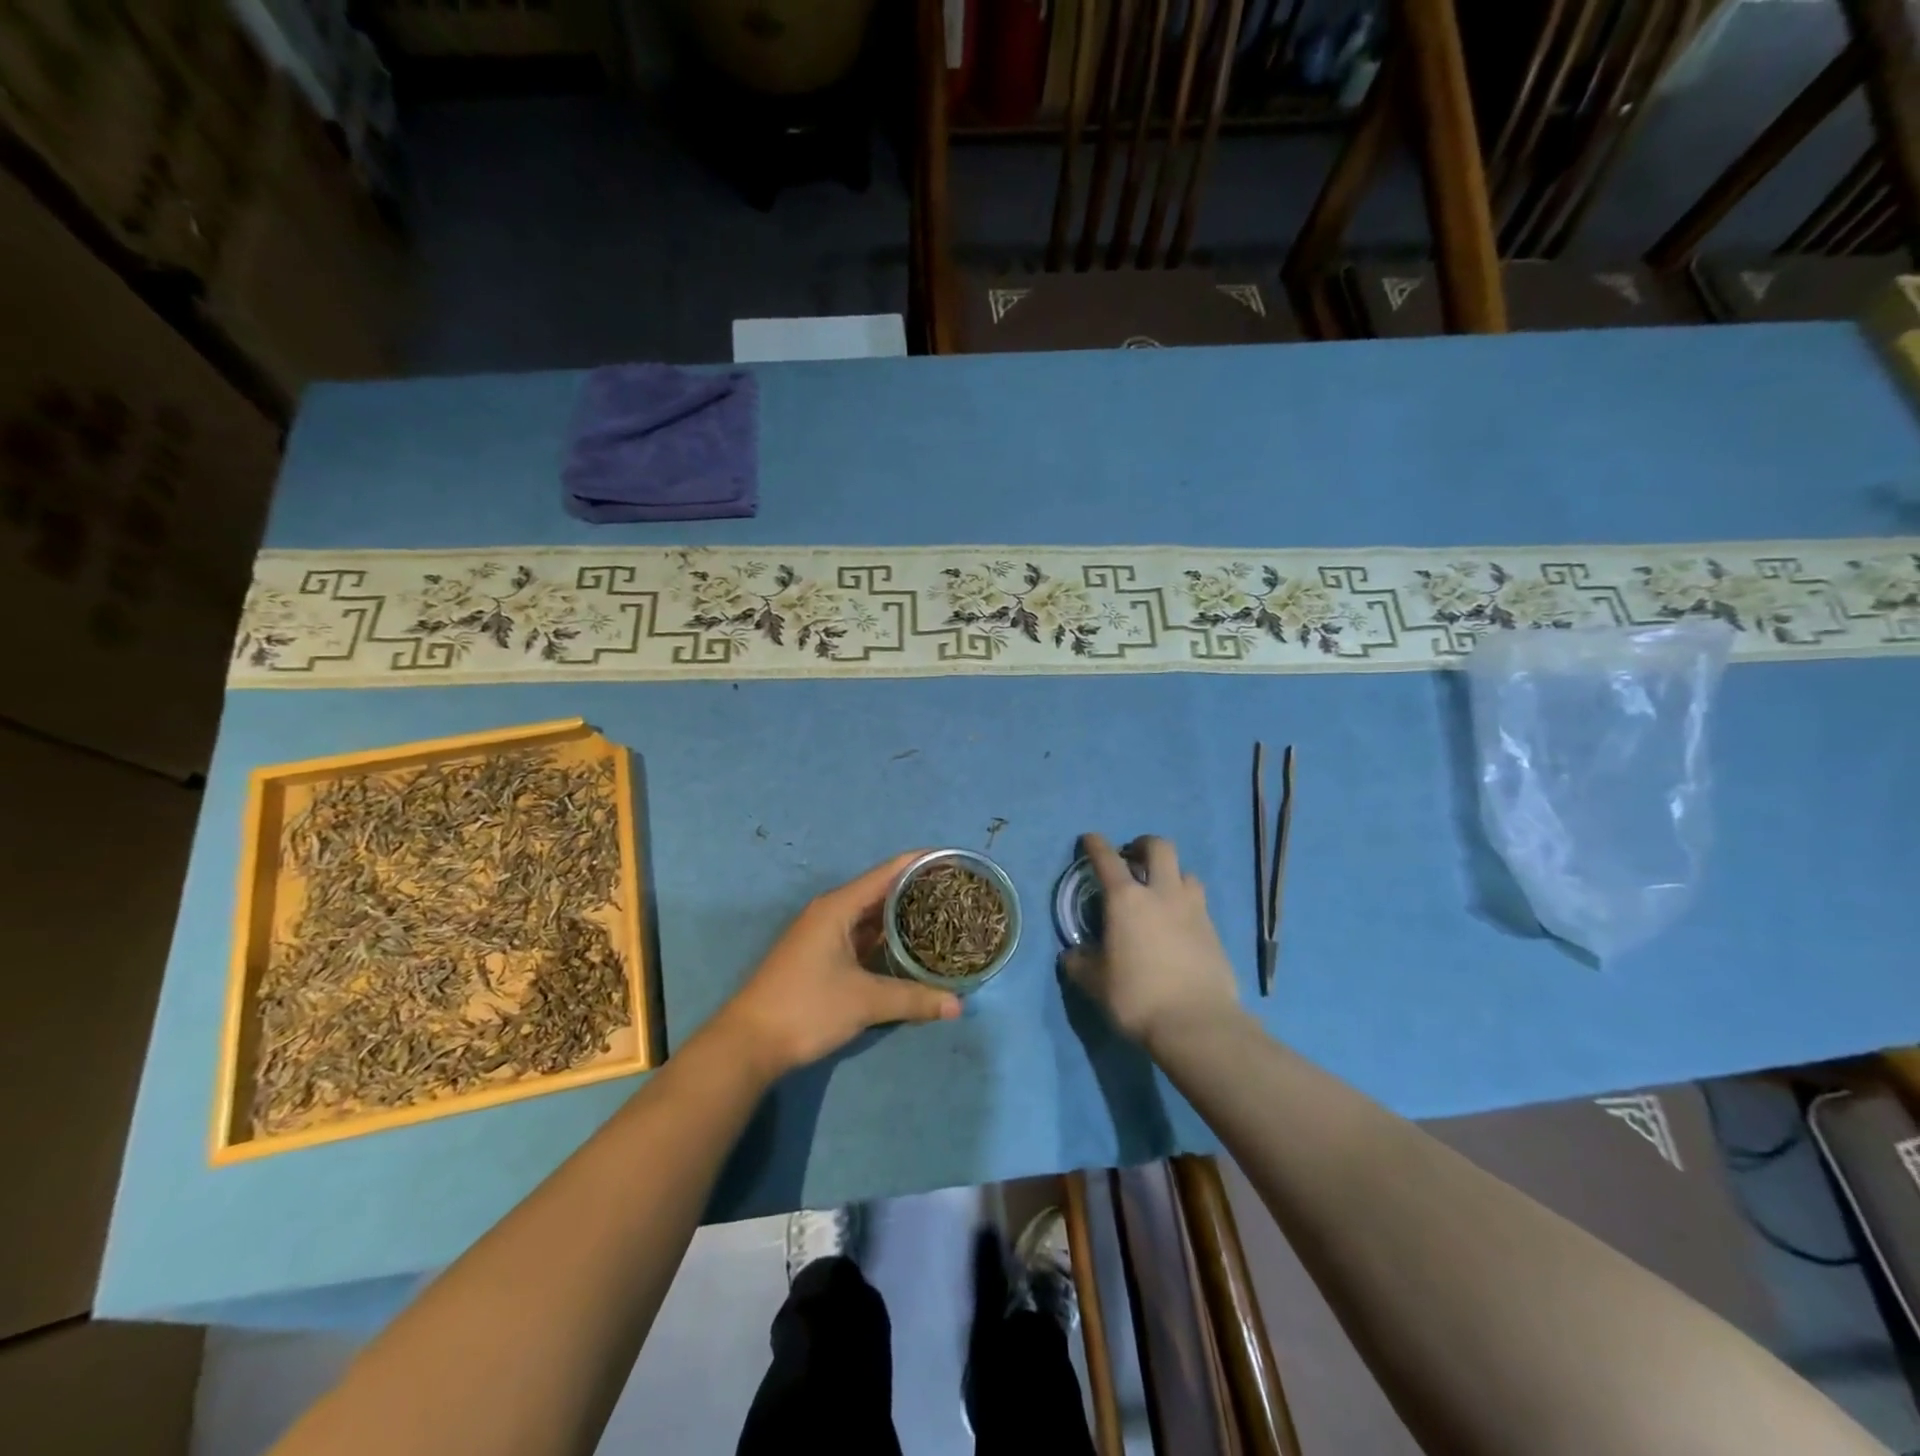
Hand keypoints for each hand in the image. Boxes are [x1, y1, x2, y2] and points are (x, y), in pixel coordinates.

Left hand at [715, 852, 961, 1078]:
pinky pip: (863, 936)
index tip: (954, 861)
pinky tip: (912, 947)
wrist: (749, 1043)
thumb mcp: (864, 1001)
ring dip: (903, 916)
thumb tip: (958, 1005)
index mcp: (838, 907)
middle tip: (958, 894)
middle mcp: (832, 912)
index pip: (888, 872)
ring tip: (944, 916)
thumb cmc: (806, 1008)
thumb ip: (913, 999)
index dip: (921, 862)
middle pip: (882, 891)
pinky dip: (888, 938)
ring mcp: (825, 934)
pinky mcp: (823, 956)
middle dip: (918, 890)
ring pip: (872, 916)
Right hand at [1060, 833, 1238, 1049]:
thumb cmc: (1137, 997)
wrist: (1197, 1023)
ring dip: (1171, 874)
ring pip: (1186, 872)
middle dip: (1143, 845)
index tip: (1090, 839)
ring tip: (1161, 891)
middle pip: (1159, 847)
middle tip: (1132, 858)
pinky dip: (1186, 903)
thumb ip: (1080, 964)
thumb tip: (1073, 955)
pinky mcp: (1214, 930)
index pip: (1107, 859)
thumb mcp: (1095, 984)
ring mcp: (1193, 909)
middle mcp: (1162, 893)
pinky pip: (1199, 903)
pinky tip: (1178, 923)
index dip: (1096, 844)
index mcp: (1126, 899)